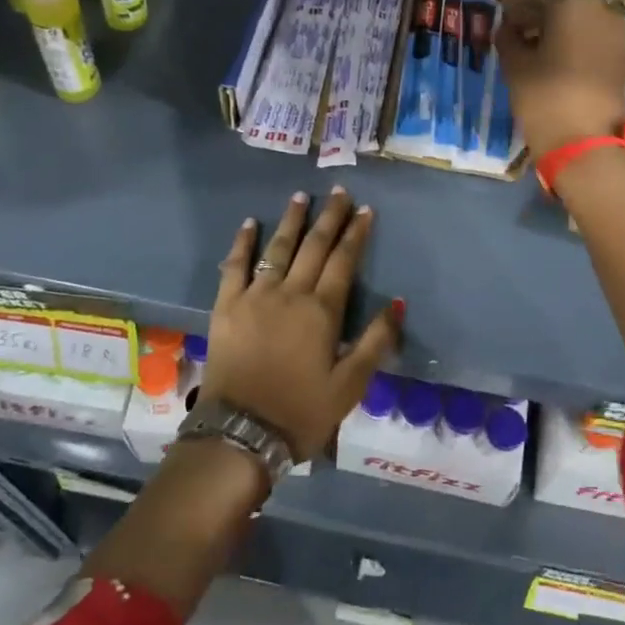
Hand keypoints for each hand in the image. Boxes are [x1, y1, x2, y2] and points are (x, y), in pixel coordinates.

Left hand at [204, 189, 400, 461]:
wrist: (241, 432)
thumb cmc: (302, 412)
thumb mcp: (350, 385)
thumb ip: (375, 341)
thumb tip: (397, 302)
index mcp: (322, 311)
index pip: (344, 261)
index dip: (356, 233)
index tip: (365, 210)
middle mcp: (290, 293)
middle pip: (314, 246)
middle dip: (329, 217)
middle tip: (339, 192)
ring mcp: (255, 296)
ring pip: (277, 248)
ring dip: (291, 220)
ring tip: (301, 196)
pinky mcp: (227, 306)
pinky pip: (235, 266)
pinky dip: (242, 243)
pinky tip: (249, 224)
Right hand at [497, 0, 624, 161]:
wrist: (585, 142)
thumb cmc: (544, 95)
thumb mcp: (515, 64)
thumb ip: (509, 37)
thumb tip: (508, 27)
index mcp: (572, 0)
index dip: (517, 1)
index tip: (502, 16)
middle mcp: (601, 6)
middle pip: (564, 0)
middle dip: (540, 12)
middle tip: (516, 31)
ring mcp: (617, 31)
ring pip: (581, 18)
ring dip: (559, 27)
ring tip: (534, 48)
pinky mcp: (623, 54)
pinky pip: (594, 36)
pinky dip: (575, 41)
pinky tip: (555, 60)